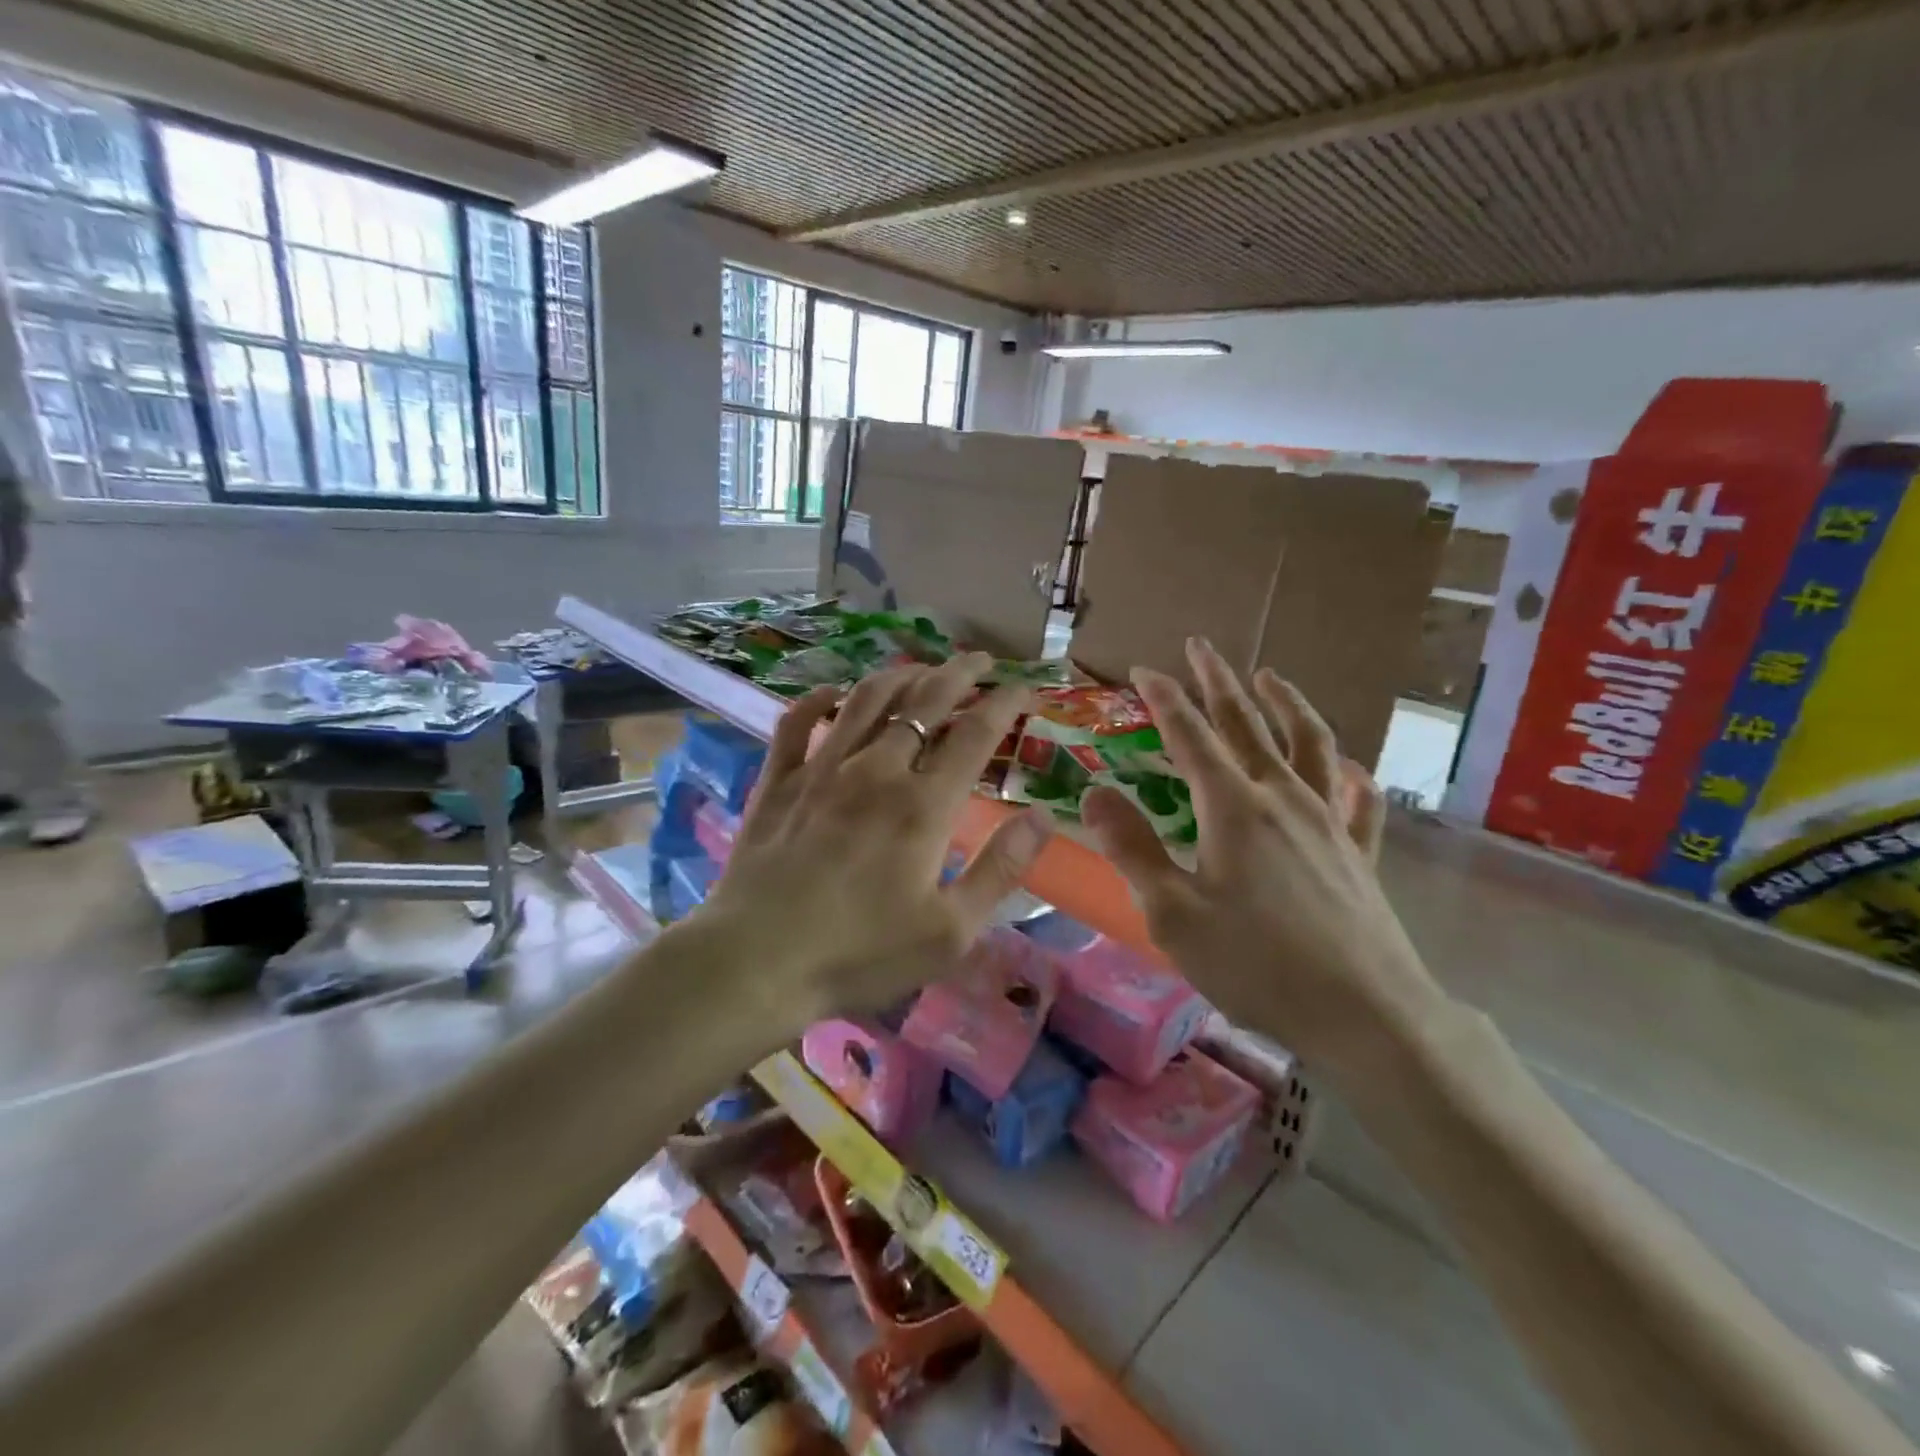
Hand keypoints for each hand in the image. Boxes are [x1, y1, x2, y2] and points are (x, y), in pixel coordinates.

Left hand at [694, 653, 1054, 1030]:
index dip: (1005, 703)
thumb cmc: (860, 953)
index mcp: (923, 805)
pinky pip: (797, 722)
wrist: (757, 962)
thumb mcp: (950, 931)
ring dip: (899, 675)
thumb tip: (1044, 817)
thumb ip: (1000, 870)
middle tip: (980, 661)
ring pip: (866, 699)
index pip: (975, 734)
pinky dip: (817, 699)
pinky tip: (832, 692)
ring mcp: (821, 769)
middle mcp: (875, 770)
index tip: (1026, 688)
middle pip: (923, 702)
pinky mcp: (778, 781)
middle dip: (959, 674)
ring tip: (921, 666)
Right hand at [1081, 637, 1450, 1080]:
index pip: (1191, 735)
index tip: (1143, 669)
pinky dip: (1349, 775)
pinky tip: (1349, 769)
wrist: (1365, 1014)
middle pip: (1248, 724)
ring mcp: (1328, 822)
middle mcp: (1282, 799)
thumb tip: (1094, 793)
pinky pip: (1357, 800)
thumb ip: (1132, 848)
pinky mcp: (1358, 853)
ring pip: (1309, 745)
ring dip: (1287, 705)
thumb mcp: (1173, 913)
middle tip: (1202, 647)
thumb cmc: (1256, 963)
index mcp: (1233, 808)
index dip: (1165, 698)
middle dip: (1220, 682)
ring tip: (1271, 677)